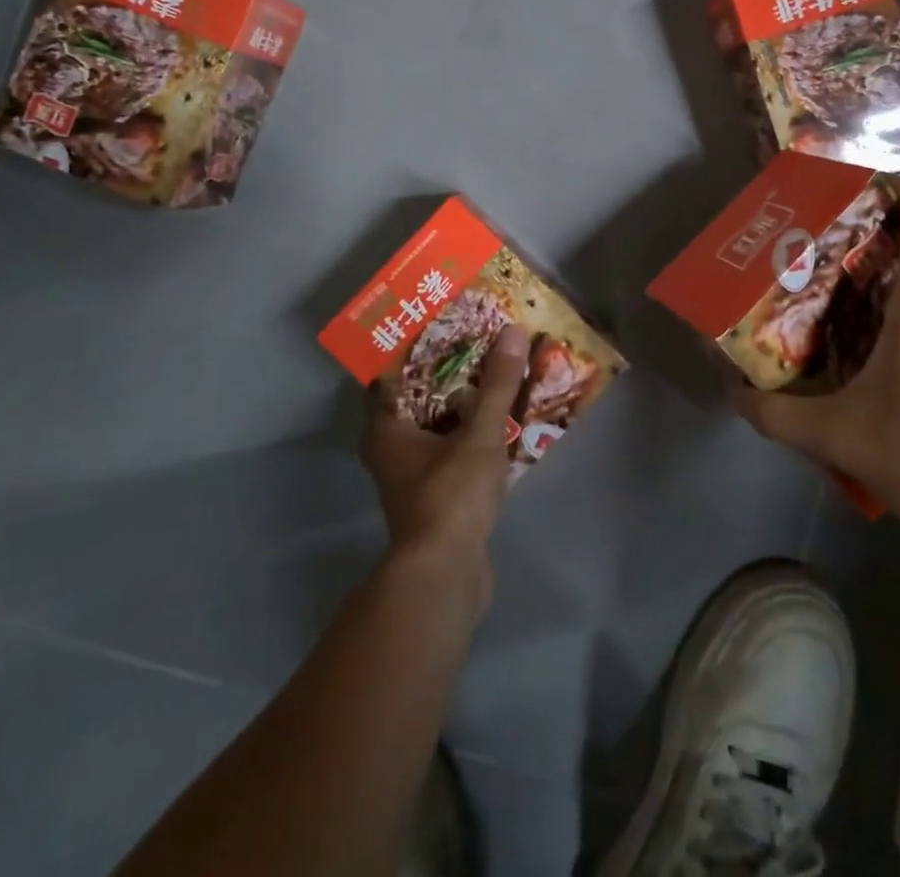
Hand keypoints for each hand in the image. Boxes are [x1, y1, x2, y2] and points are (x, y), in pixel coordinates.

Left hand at [361, 325, 528, 573]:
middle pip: (419, 400)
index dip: (418, 348)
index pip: (393, 375)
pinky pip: (451, 452)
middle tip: (481, 345)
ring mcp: (412, 477)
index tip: (447, 324)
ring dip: (463, 406)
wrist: (446, 576)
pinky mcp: (435, 497)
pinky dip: (470, 435)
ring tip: (496, 376)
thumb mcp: (480, 434)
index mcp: (386, 429)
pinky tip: (500, 423)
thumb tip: (513, 331)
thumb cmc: (450, 496)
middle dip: (449, 374)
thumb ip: (497, 384)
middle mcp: (391, 450)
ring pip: (437, 428)